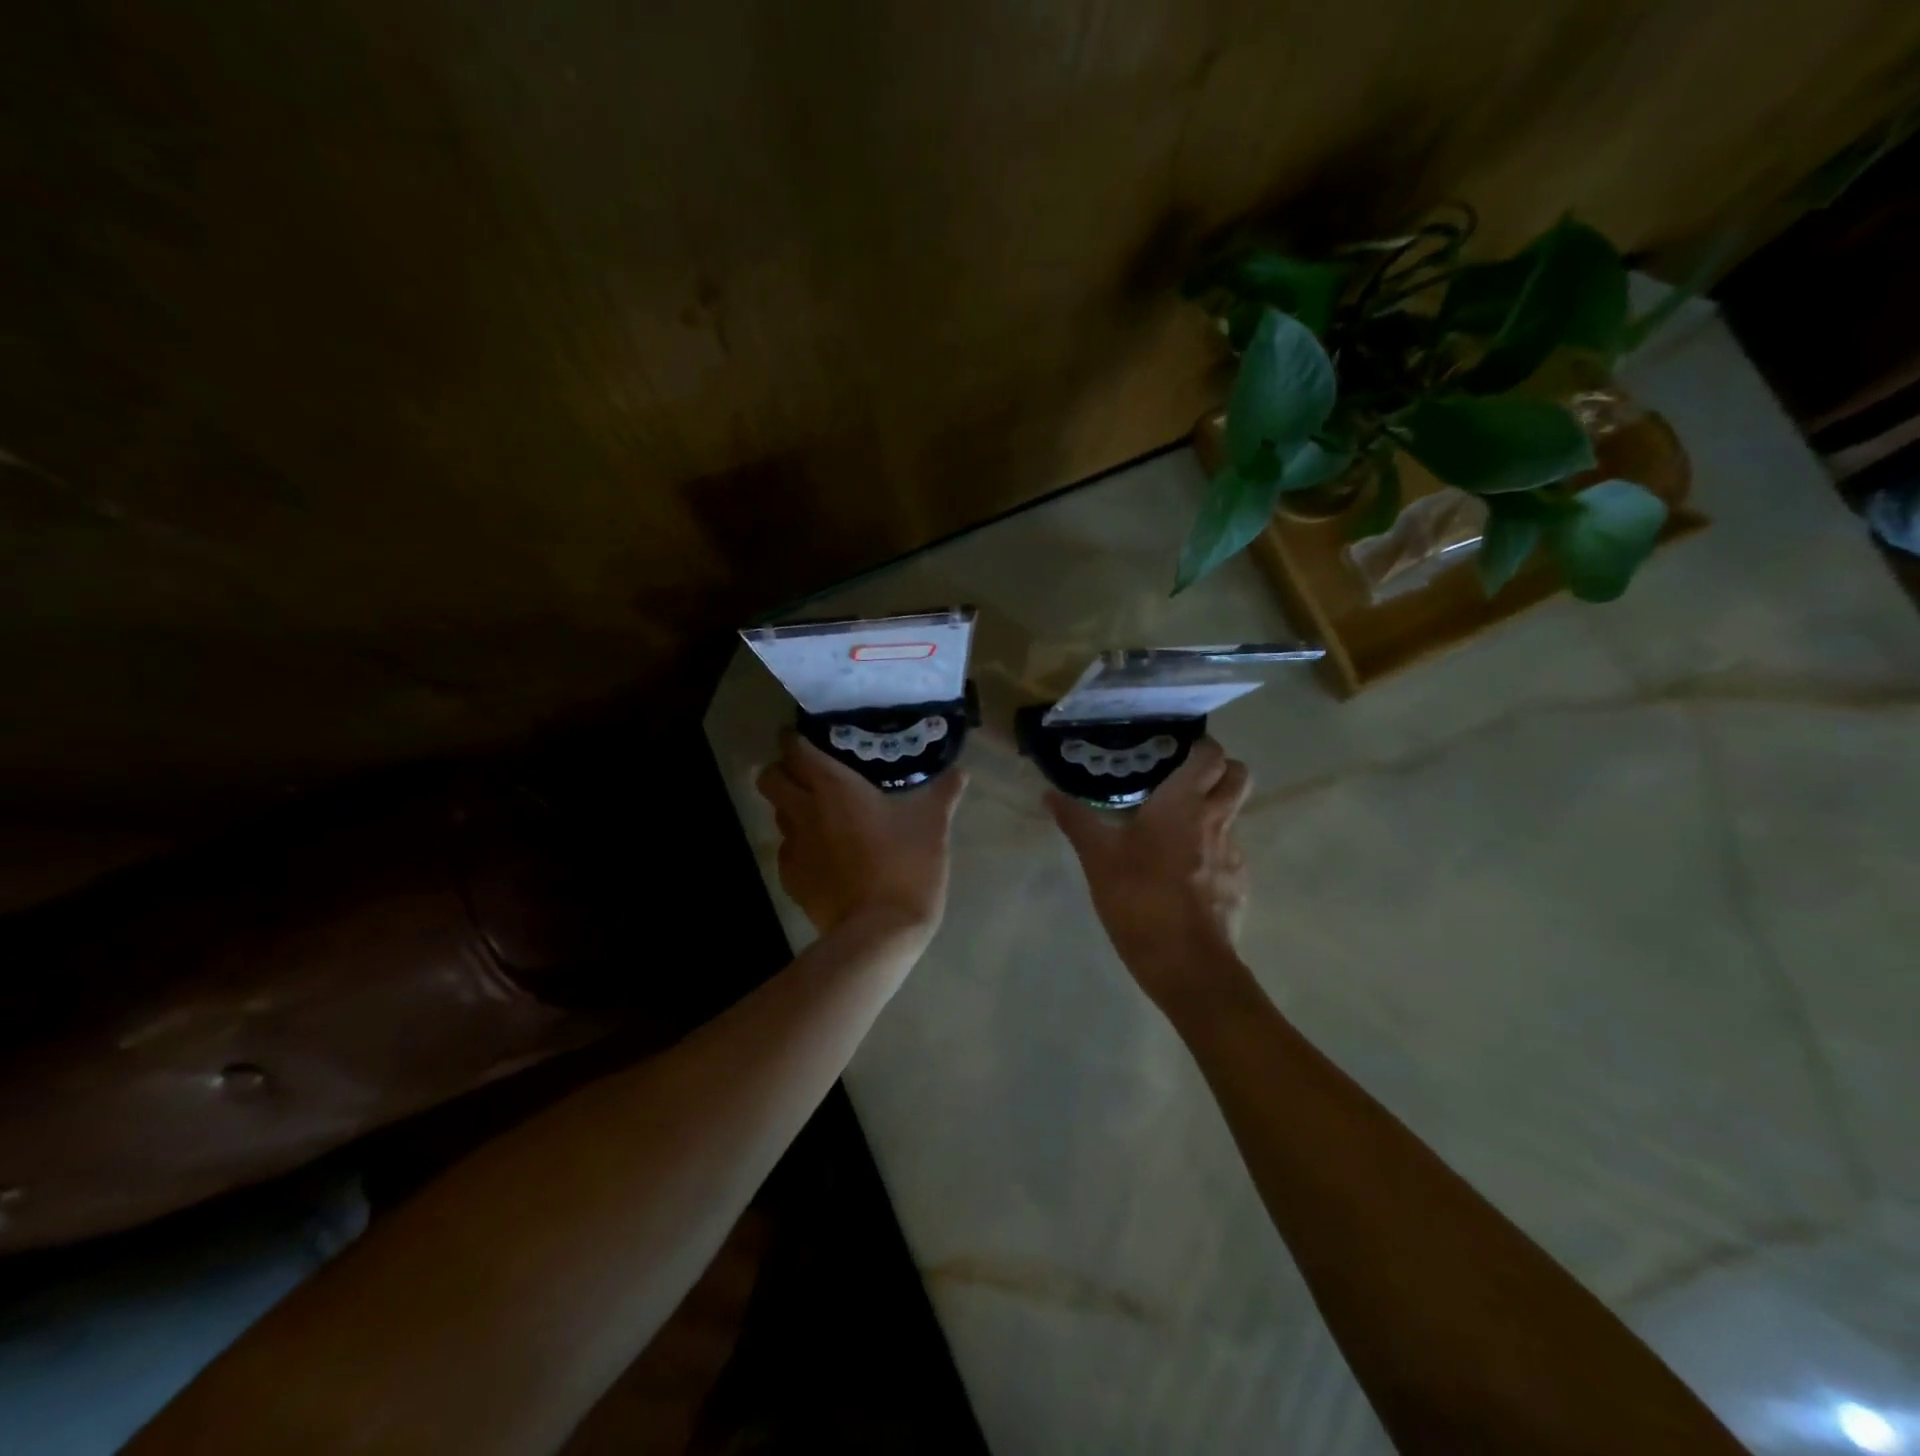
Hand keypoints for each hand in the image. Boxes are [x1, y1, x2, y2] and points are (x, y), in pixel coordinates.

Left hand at [756, 732, 966, 941]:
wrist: (879, 931)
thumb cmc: (906, 866)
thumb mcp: (933, 825)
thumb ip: (943, 792)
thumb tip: (960, 772)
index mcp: (833, 787)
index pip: (794, 749)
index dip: (794, 738)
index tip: (808, 737)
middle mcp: (804, 810)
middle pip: (769, 777)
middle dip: (782, 769)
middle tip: (809, 773)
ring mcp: (793, 847)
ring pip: (777, 813)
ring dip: (791, 806)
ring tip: (820, 812)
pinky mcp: (792, 879)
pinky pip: (788, 850)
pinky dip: (801, 844)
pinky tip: (826, 854)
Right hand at [1047, 738, 1251, 1008]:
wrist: (1186, 964)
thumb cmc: (1139, 900)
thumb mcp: (1097, 859)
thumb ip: (1076, 821)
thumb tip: (1049, 793)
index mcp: (1183, 804)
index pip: (1210, 754)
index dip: (1198, 747)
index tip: (1172, 752)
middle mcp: (1216, 820)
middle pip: (1238, 775)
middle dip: (1218, 770)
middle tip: (1183, 780)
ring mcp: (1233, 852)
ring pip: (1233, 814)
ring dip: (1212, 811)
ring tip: (1175, 828)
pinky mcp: (1238, 883)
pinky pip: (1229, 851)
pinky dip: (1211, 849)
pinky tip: (1183, 871)